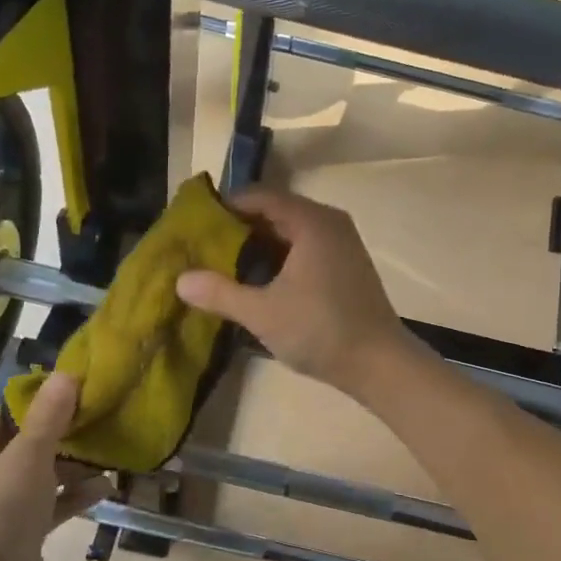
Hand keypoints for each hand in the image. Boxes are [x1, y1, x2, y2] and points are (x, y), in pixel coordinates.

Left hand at [0, 373, 109, 560]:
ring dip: (73, 467)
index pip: (0, 413)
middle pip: (24, 443)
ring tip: (109, 455)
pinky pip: (49, 504)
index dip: (36, 402)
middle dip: (62, 435)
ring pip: (40, 475)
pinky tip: (107, 488)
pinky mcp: (18, 532)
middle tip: (98, 422)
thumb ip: (49, 417)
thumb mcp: (27, 458)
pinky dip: (74, 496)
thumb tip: (67, 374)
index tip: (74, 395)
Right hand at [175, 188, 411, 396]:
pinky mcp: (347, 265)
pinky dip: (280, 259)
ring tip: (224, 266)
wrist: (380, 364)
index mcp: (311, 222)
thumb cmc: (320, 331)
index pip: (259, 196)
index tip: (196, 226)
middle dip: (239, 229)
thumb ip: (220, 293)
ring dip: (259, 246)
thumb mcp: (262, 313)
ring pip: (290, 233)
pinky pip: (305, 248)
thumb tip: (180, 280)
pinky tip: (259, 282)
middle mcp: (330, 223)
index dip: (225, 207)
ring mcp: (342, 244)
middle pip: (275, 212)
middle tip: (204, 248)